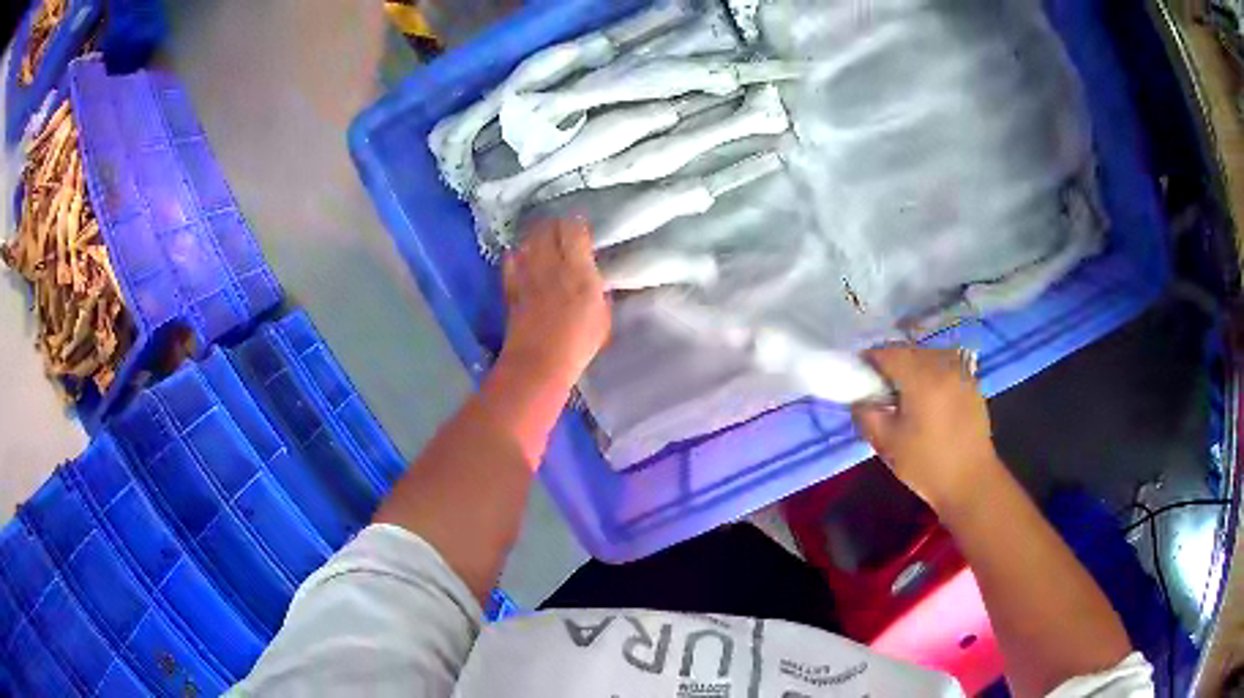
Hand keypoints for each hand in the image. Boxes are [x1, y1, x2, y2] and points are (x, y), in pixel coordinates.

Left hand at [501, 217, 611, 385]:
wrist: (539, 362)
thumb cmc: (578, 344)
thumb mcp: (602, 317)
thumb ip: (598, 292)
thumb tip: (594, 279)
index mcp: (579, 271)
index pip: (575, 231)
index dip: (577, 224)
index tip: (581, 226)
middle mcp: (552, 265)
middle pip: (549, 229)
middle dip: (555, 224)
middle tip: (561, 228)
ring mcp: (528, 274)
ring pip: (529, 240)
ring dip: (536, 235)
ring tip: (541, 237)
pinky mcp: (511, 286)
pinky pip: (511, 260)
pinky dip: (516, 253)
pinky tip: (520, 255)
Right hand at [852, 345, 1001, 514]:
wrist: (971, 482)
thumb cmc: (927, 465)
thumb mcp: (887, 444)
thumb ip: (866, 415)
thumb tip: (859, 398)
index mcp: (921, 378)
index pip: (888, 352)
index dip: (869, 360)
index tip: (859, 375)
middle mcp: (943, 366)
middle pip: (909, 351)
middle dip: (891, 363)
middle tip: (880, 388)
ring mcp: (961, 373)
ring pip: (928, 356)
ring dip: (912, 367)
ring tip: (905, 393)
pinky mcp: (972, 384)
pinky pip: (945, 367)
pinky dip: (931, 374)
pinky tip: (928, 399)